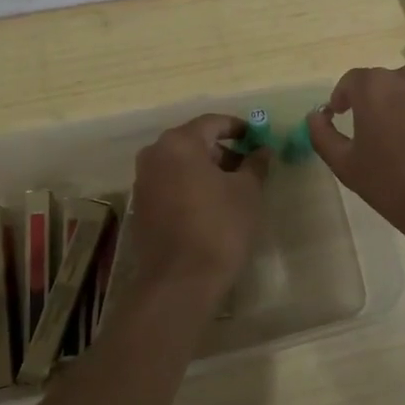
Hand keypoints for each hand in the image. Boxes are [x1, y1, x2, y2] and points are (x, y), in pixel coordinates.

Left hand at [128, 114, 270, 300]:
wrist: (180, 281)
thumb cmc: (219, 227)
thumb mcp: (248, 191)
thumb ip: (255, 164)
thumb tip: (262, 150)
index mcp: (179, 142)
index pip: (213, 122)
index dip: (239, 128)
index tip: (258, 138)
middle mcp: (155, 154)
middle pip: (194, 141)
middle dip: (223, 150)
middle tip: (249, 166)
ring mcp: (143, 181)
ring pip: (181, 164)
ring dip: (207, 170)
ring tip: (234, 188)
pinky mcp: (142, 206)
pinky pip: (171, 184)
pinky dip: (191, 186)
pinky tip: (212, 205)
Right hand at [307, 64, 404, 256]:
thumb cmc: (397, 190)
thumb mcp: (347, 167)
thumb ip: (323, 134)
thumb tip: (316, 114)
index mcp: (375, 87)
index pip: (354, 82)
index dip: (349, 99)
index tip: (349, 115)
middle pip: (395, 81)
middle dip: (391, 101)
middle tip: (396, 134)